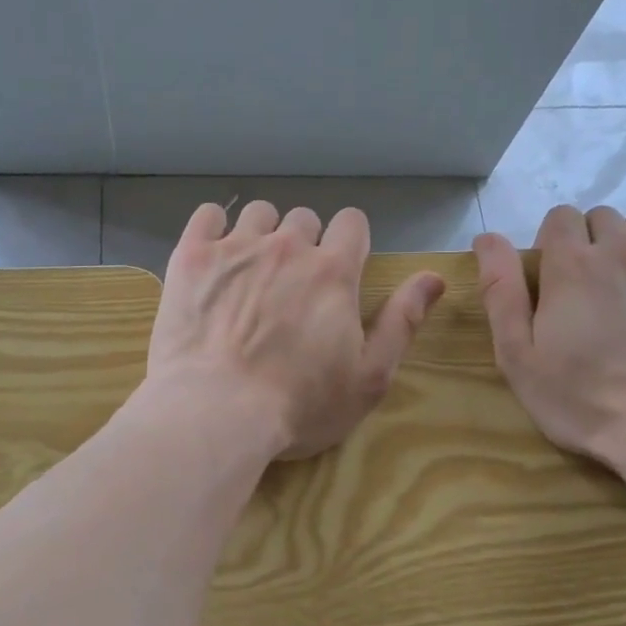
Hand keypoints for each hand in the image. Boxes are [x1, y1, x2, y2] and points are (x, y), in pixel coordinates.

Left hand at [147, 201, 445, 460]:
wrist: (216, 412)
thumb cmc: (299, 405)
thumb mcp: (369, 377)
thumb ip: (402, 321)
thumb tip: (433, 277)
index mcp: (333, 272)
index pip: (352, 223)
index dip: (349, 241)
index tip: (338, 270)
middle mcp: (287, 247)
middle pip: (304, 218)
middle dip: (304, 243)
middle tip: (290, 285)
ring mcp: (236, 247)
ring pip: (259, 213)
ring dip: (262, 234)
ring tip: (250, 271)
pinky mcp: (192, 256)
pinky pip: (208, 215)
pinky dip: (214, 228)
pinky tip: (214, 256)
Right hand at [473, 205, 625, 467]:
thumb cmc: (582, 397)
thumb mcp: (518, 354)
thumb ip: (500, 292)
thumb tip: (486, 238)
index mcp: (570, 265)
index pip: (559, 217)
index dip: (550, 242)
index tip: (551, 280)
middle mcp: (621, 250)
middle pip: (600, 217)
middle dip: (588, 241)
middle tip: (586, 288)